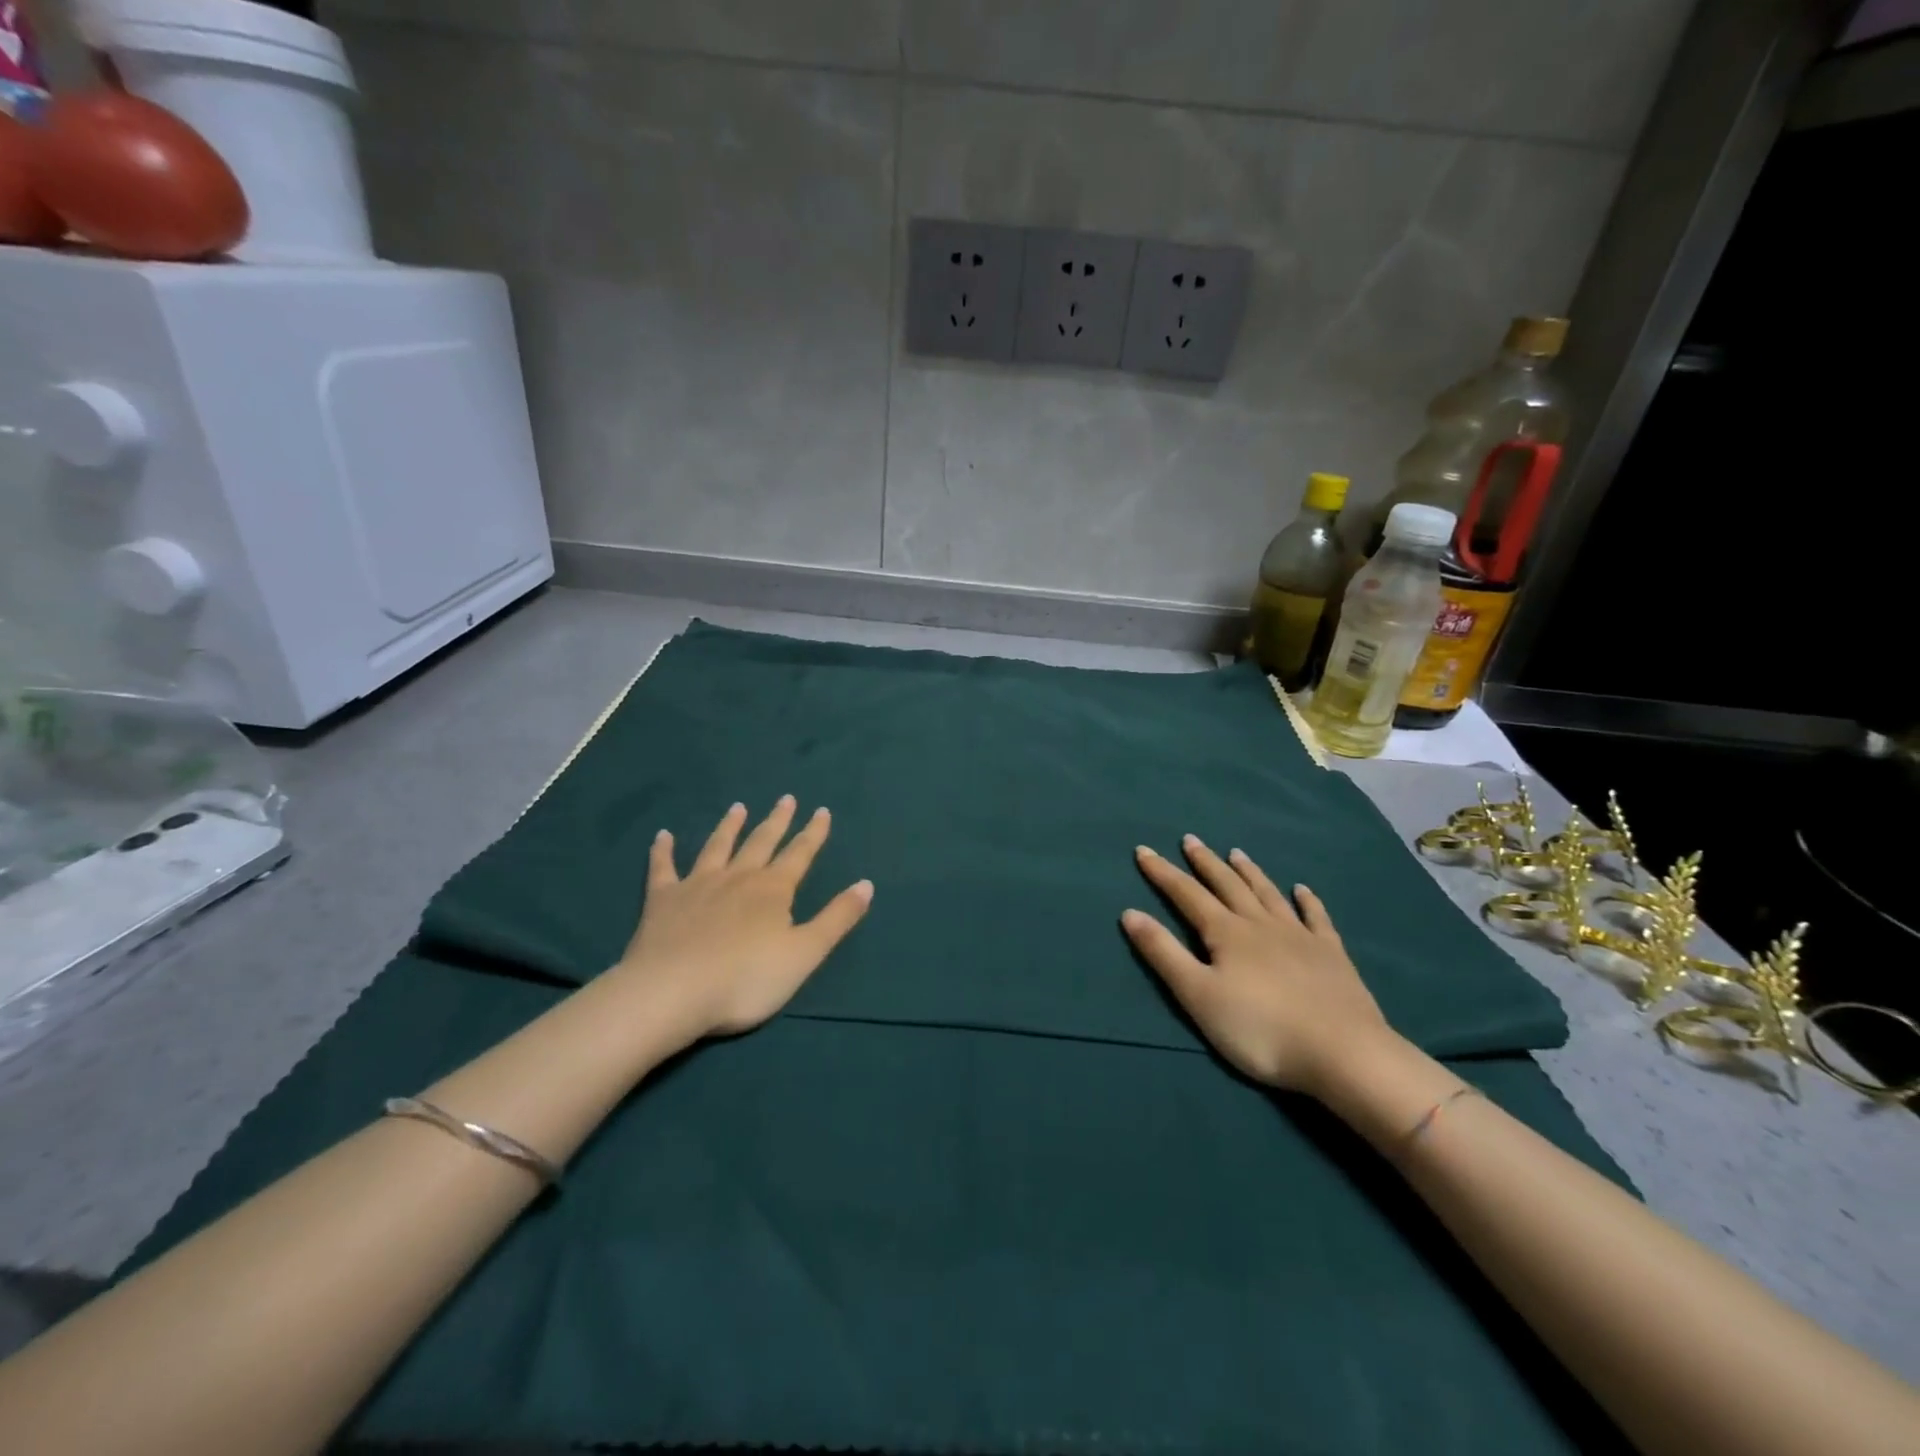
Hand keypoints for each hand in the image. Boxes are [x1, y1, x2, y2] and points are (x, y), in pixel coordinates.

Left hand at [614, 797, 872, 1041]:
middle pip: (761, 843)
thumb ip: (837, 918)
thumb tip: (866, 884)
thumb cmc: (746, 979)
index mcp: (773, 890)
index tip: (822, 811)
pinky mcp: (662, 900)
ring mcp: (697, 885)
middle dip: (776, 821)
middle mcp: (737, 878)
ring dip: (729, 826)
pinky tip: (662, 836)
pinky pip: (663, 868)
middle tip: (786, 798)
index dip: (813, 834)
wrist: (672, 993)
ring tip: (738, 807)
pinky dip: (663, 851)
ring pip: (717, 847)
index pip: (799, 854)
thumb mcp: (805, 953)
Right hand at [1122, 835, 1389, 1094]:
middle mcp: (1260, 924)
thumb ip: (1163, 953)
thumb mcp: (1198, 995)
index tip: (1144, 850)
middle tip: (1191, 840)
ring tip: (1236, 853)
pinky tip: (1303, 890)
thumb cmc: (1260, 1029)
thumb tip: (1130, 913)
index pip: (1186, 894)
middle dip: (1205, 862)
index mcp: (1226, 933)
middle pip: (1227, 885)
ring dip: (1249, 872)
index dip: (1162, 872)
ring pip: (1268, 894)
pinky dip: (1307, 901)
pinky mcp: (1332, 954)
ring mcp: (1299, 936)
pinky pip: (1316, 918)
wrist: (1343, 1052)